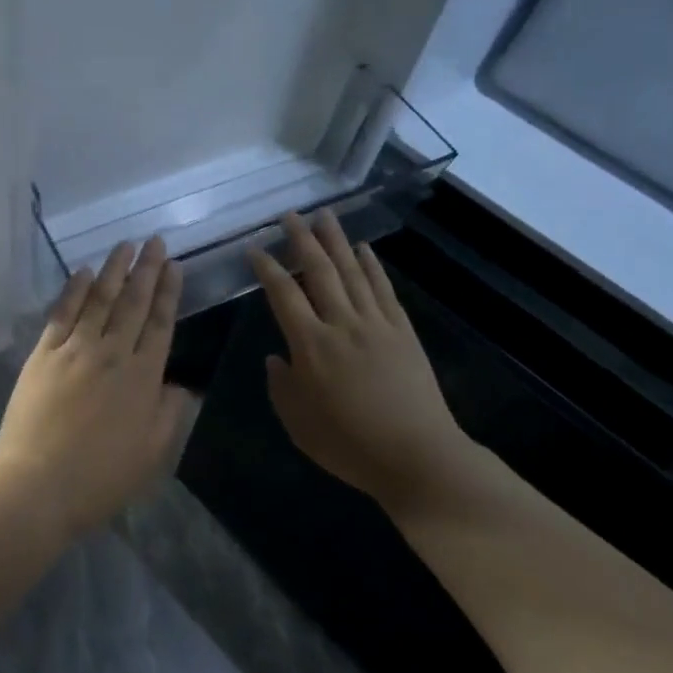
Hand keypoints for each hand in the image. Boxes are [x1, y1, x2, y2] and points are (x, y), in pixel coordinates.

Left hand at [0, 237, 188, 539]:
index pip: (161, 324)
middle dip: (147, 269)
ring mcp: (75, 349)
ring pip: (99, 299)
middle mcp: (112, 353)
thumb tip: (181, 384)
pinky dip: (73, 290)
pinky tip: (82, 271)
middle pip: (133, 302)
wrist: (38, 484)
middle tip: (156, 241)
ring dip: (113, 269)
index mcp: (143, 377)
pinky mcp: (44, 353)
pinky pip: (62, 313)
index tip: (175, 266)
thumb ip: (170, 413)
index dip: (169, 293)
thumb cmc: (100, 477)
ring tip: (126, 245)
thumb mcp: (153, 454)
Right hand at [248, 210, 471, 516]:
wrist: (417, 456)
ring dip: (337, 241)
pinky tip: (363, 249)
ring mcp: (376, 324)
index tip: (256, 248)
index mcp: (311, 345)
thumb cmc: (350, 445)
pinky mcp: (403, 331)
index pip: (284, 294)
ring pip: (352, 272)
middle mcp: (342, 324)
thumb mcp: (299, 424)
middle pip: (319, 271)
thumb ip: (281, 386)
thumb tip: (276, 358)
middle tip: (290, 215)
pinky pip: (384, 289)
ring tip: (324, 216)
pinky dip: (372, 265)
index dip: (268, 268)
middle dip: (302, 240)